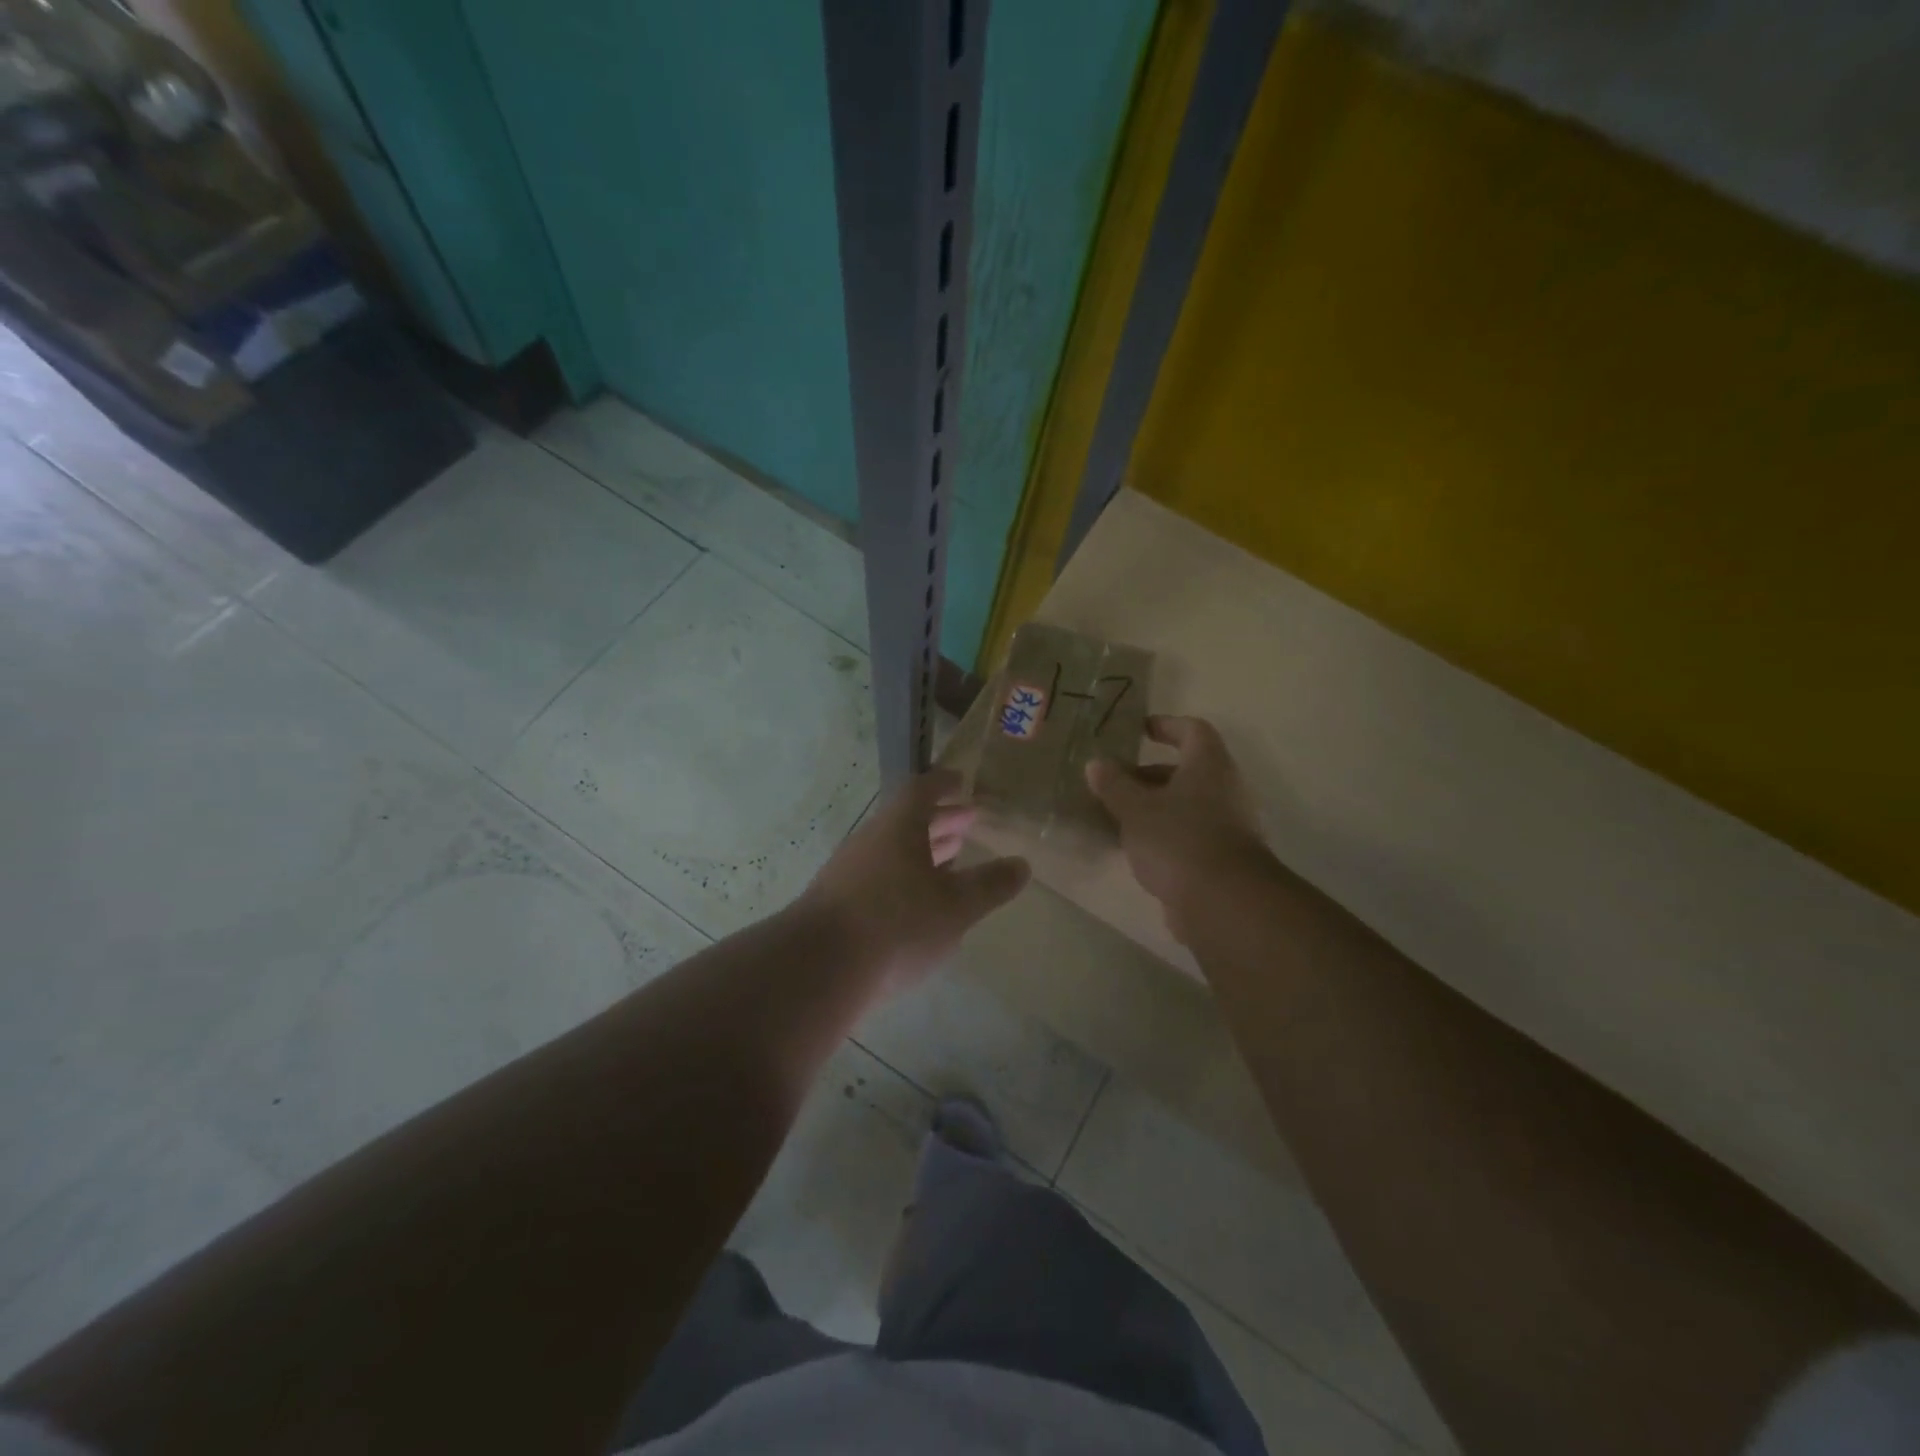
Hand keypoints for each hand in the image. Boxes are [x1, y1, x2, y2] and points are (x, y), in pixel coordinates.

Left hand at [803, 768, 1030, 991]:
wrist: (819, 968)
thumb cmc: (898, 925)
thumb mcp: (956, 907)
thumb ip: (990, 885)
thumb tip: (1022, 864)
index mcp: (898, 827)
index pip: (922, 790)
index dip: (944, 784)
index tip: (962, 782)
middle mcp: (870, 841)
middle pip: (907, 820)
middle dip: (941, 820)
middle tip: (968, 822)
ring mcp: (848, 872)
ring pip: (892, 850)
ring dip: (923, 850)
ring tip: (951, 860)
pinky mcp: (837, 903)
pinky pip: (878, 876)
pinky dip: (904, 877)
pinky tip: (918, 903)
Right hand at [1086, 715, 1276, 946]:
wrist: (1223, 902)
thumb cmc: (1178, 840)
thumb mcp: (1135, 809)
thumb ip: (1114, 785)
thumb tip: (1096, 763)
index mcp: (1209, 766)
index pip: (1192, 730)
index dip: (1166, 725)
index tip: (1139, 730)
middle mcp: (1224, 789)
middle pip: (1186, 771)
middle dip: (1147, 775)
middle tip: (1113, 783)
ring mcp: (1227, 826)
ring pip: (1184, 806)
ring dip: (1152, 807)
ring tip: (1115, 817)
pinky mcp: (1221, 858)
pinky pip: (1187, 834)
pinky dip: (1162, 835)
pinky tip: (1133, 848)